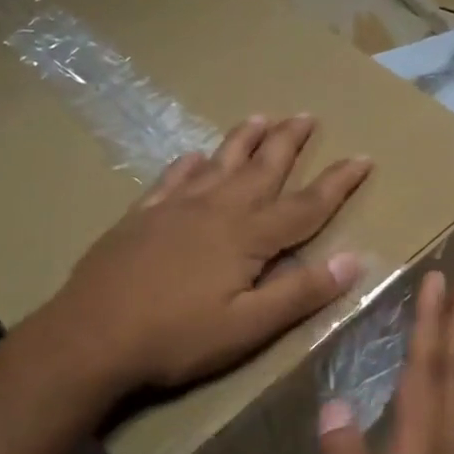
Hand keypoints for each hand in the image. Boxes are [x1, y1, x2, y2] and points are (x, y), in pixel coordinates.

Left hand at [53, 114, 371, 393]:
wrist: (89, 337)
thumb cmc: (176, 337)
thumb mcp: (249, 326)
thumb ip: (301, 292)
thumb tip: (355, 259)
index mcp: (247, 237)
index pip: (305, 204)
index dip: (337, 182)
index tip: (363, 158)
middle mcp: (215, 210)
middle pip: (261, 168)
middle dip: (288, 142)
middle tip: (307, 115)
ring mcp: (174, 209)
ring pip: (218, 163)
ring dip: (243, 140)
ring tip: (261, 117)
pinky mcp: (141, 217)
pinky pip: (172, 179)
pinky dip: (188, 164)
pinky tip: (193, 155)